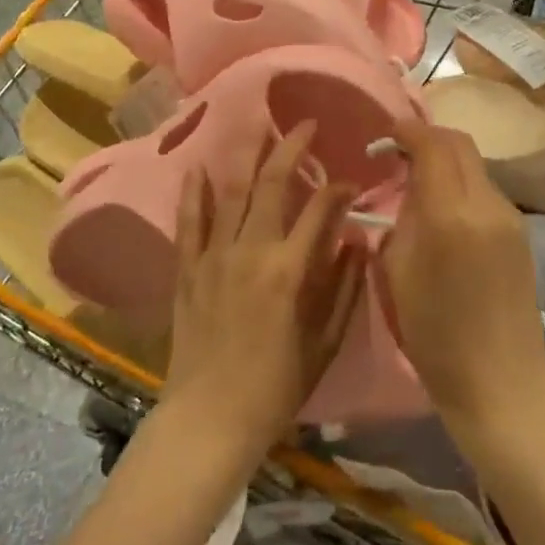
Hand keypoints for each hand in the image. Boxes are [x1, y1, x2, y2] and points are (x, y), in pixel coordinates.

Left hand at [161, 122, 367, 463]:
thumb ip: (344, 288)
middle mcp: (251, 251)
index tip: (351, 183)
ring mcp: (214, 256)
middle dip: (292, 147)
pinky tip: (198, 166)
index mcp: (289, 270)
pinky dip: (194, 193)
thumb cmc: (275, 387)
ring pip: (232, 192)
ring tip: (259, 126)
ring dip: (248, 155)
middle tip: (306, 124)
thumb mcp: (325, 343)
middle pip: (272, 183)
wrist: (209, 420)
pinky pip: (190, 222)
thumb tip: (356, 242)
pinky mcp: (188, 269)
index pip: (320, 209)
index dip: (339, 189)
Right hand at [380, 121, 544, 447]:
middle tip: (401, 153)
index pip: (432, 145)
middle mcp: (486, 204)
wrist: (500, 382)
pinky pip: (486, 190)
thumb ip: (402, 219)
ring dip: (447, 161)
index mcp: (450, 215)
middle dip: (429, 138)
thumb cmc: (436, 336)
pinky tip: (448, 211)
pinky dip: (463, 185)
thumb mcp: (398, 274)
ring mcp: (510, 216)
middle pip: (460, 144)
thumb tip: (408, 189)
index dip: (408, 131)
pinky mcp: (521, 231)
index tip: (387, 136)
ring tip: (422, 184)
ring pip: (475, 165)